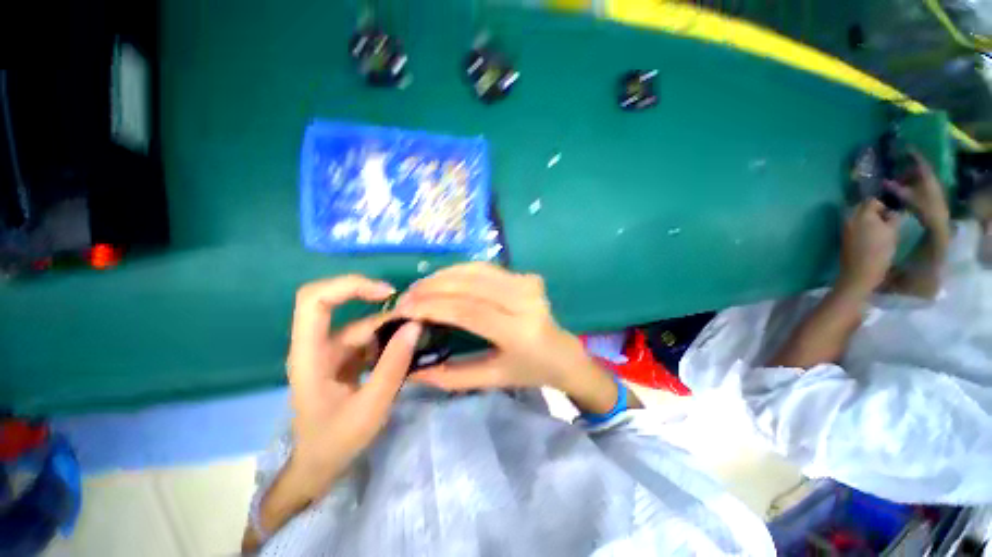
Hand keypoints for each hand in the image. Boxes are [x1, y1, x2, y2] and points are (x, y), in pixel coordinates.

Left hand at [286, 275, 419, 498]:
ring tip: (418, 334)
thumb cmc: (336, 441)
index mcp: (309, 355)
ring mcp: (331, 351)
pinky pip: (369, 337)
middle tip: (411, 310)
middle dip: (374, 300)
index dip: (349, 286)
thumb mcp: (371, 407)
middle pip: (337, 303)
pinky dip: (389, 338)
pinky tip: (407, 347)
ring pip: (361, 322)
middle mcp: (317, 346)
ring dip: (390, 325)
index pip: (314, 301)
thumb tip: (415, 326)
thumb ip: (393, 365)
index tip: (387, 294)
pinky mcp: (344, 358)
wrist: (319, 466)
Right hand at [394, 263, 624, 413]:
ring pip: (475, 271)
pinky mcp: (526, 276)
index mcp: (520, 331)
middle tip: (405, 297)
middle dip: (432, 288)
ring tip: (418, 288)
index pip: (468, 310)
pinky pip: (485, 268)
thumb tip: (410, 369)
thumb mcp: (491, 379)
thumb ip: (450, 376)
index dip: (433, 306)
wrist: (563, 353)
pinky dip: (459, 271)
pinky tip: (442, 280)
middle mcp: (525, 300)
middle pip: (470, 285)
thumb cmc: (529, 371)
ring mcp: (528, 283)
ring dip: (443, 276)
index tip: (403, 309)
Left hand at [838, 199, 900, 295]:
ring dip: (870, 220)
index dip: (884, 206)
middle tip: (887, 223)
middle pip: (863, 207)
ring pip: (859, 217)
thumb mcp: (892, 231)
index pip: (872, 200)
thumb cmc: (879, 251)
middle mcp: (849, 218)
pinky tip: (872, 237)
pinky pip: (855, 226)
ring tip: (881, 231)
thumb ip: (893, 217)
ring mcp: (844, 227)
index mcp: (861, 214)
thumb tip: (892, 212)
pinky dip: (864, 227)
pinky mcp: (843, 237)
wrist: (860, 272)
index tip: (892, 216)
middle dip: (876, 212)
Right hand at [884, 150, 950, 231]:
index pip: (919, 161)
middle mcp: (931, 178)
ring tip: (898, 181)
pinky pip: (921, 184)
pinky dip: (913, 184)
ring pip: (920, 178)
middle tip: (896, 170)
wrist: (939, 222)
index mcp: (927, 176)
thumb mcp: (908, 198)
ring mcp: (932, 186)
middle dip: (908, 169)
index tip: (904, 148)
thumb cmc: (924, 207)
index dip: (912, 154)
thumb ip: (896, 189)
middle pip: (919, 170)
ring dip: (909, 178)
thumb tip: (883, 182)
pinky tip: (905, 189)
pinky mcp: (932, 193)